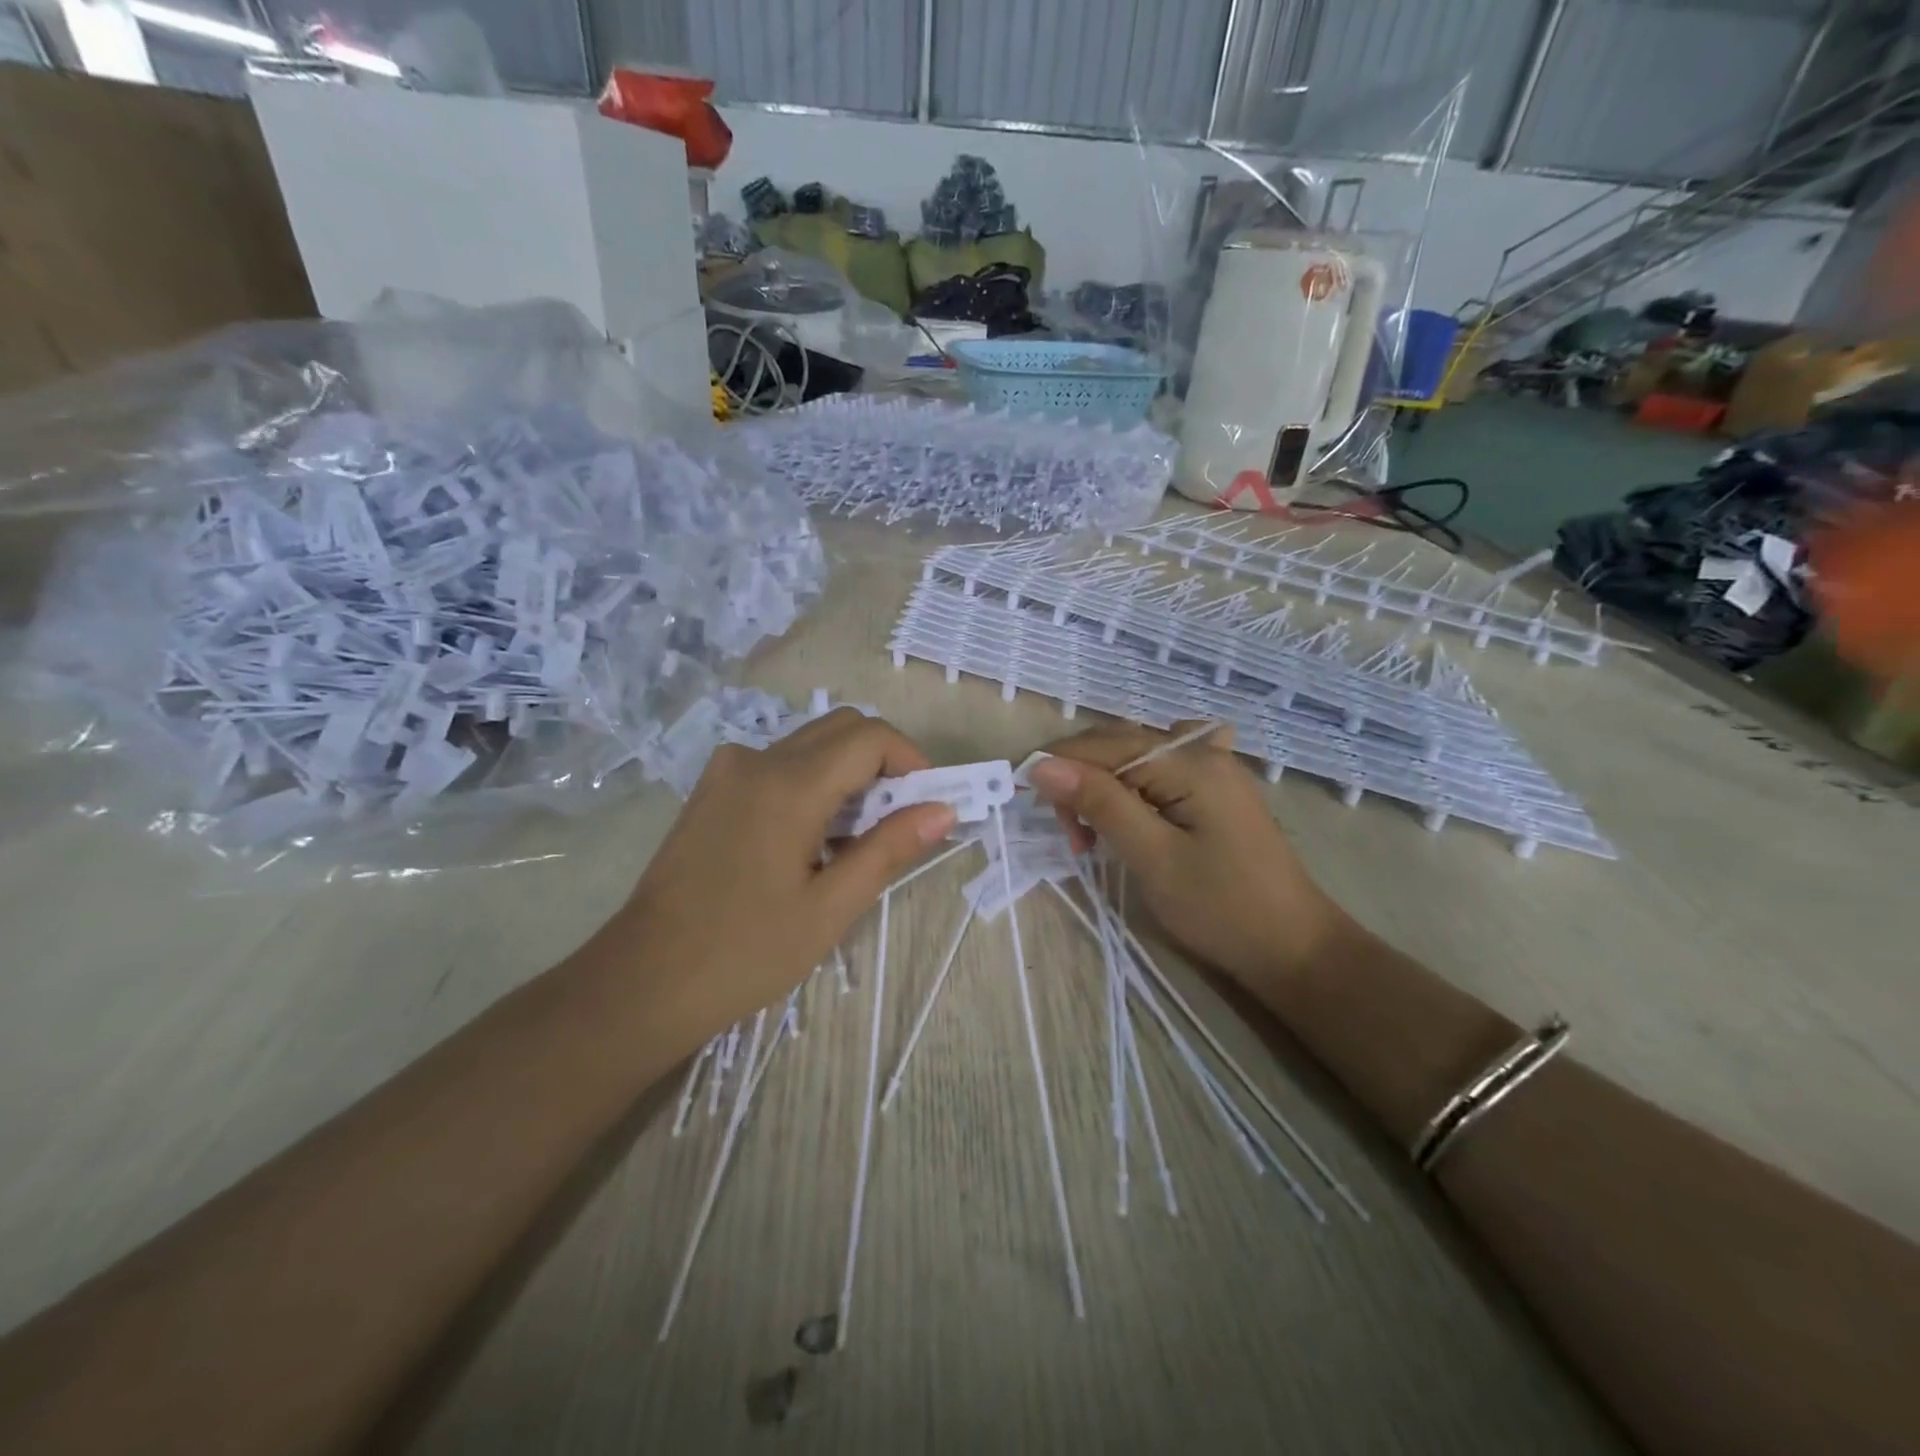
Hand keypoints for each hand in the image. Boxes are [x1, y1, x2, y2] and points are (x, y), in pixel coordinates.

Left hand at [592, 710, 955, 1045]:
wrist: (644, 979)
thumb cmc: (744, 953)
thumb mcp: (829, 908)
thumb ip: (888, 849)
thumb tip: (943, 811)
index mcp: (790, 786)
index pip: (871, 737)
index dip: (911, 761)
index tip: (927, 805)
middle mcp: (757, 759)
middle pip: (842, 728)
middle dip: (883, 762)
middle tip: (897, 820)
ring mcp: (727, 770)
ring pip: (810, 742)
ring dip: (847, 772)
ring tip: (853, 838)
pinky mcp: (711, 788)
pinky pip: (778, 762)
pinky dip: (812, 781)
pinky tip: (808, 838)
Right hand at [1026, 721, 1352, 990]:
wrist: (1294, 948)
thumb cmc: (1222, 908)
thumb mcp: (1152, 857)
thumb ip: (1100, 803)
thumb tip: (1042, 765)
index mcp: (1189, 761)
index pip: (1102, 745)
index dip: (1057, 767)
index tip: (1028, 807)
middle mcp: (1202, 750)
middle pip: (1118, 745)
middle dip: (1080, 782)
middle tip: (1073, 839)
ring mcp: (1214, 768)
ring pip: (1135, 758)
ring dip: (1103, 788)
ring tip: (1096, 835)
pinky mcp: (1216, 791)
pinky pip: (1160, 772)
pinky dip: (1132, 788)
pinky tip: (1132, 809)